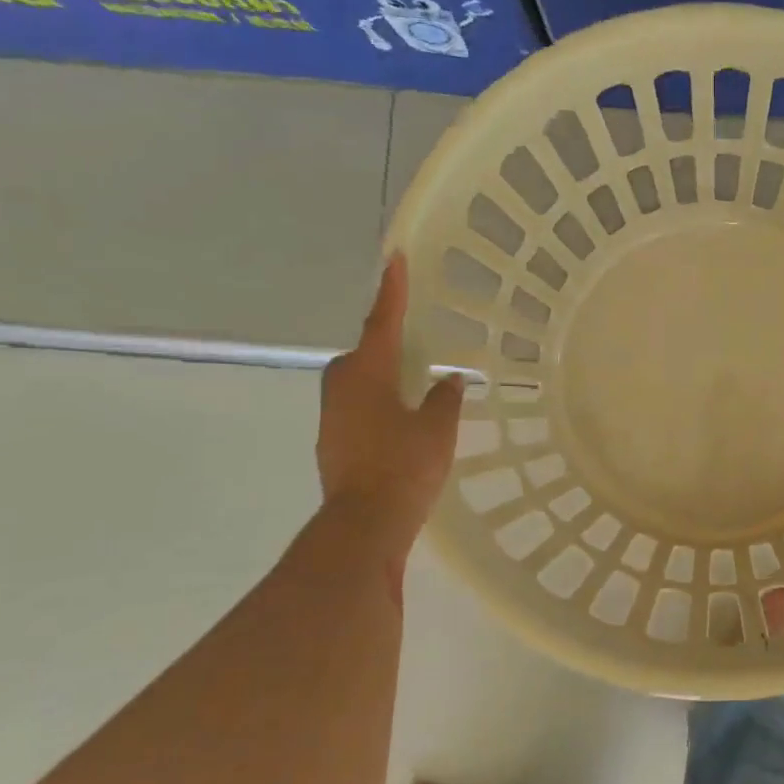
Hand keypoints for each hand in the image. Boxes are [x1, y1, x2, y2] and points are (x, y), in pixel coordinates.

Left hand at [318, 254, 463, 558]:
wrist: (364, 525)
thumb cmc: (404, 467)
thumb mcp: (437, 428)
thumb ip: (444, 398)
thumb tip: (449, 380)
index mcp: (367, 374)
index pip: (382, 322)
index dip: (391, 291)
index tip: (395, 258)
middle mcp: (342, 388)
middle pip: (363, 354)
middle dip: (385, 344)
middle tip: (414, 341)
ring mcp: (333, 418)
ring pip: (359, 383)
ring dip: (383, 377)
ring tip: (414, 385)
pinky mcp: (335, 444)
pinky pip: (359, 409)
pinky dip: (380, 405)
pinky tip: (402, 423)